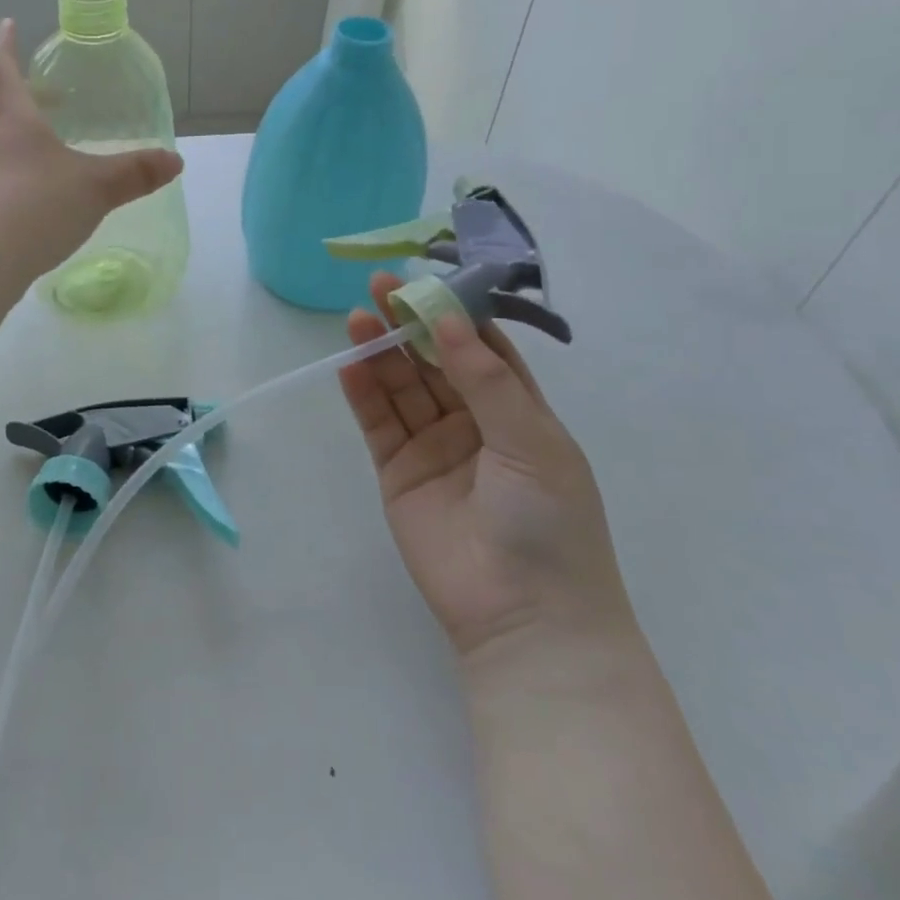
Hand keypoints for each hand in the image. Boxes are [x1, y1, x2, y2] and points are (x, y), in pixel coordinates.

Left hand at [0, 20, 182, 283]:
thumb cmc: (34, 206)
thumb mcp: (94, 188)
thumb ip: (134, 173)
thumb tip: (175, 161)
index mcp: (9, 117)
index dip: (3, 42)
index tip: (7, 24)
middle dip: (16, 91)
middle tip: (42, 91)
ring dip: (12, 133)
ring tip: (43, 145)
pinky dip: (8, 171)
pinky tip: (29, 194)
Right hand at [338, 273, 637, 669]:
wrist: (524, 618)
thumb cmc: (549, 523)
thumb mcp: (531, 441)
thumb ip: (485, 379)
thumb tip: (449, 319)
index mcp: (519, 413)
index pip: (483, 349)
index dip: (455, 314)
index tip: (427, 281)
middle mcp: (474, 424)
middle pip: (435, 362)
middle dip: (410, 325)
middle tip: (379, 287)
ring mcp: (433, 447)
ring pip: (403, 388)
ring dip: (381, 353)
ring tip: (357, 317)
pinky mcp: (399, 473)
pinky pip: (379, 424)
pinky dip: (363, 393)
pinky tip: (349, 363)